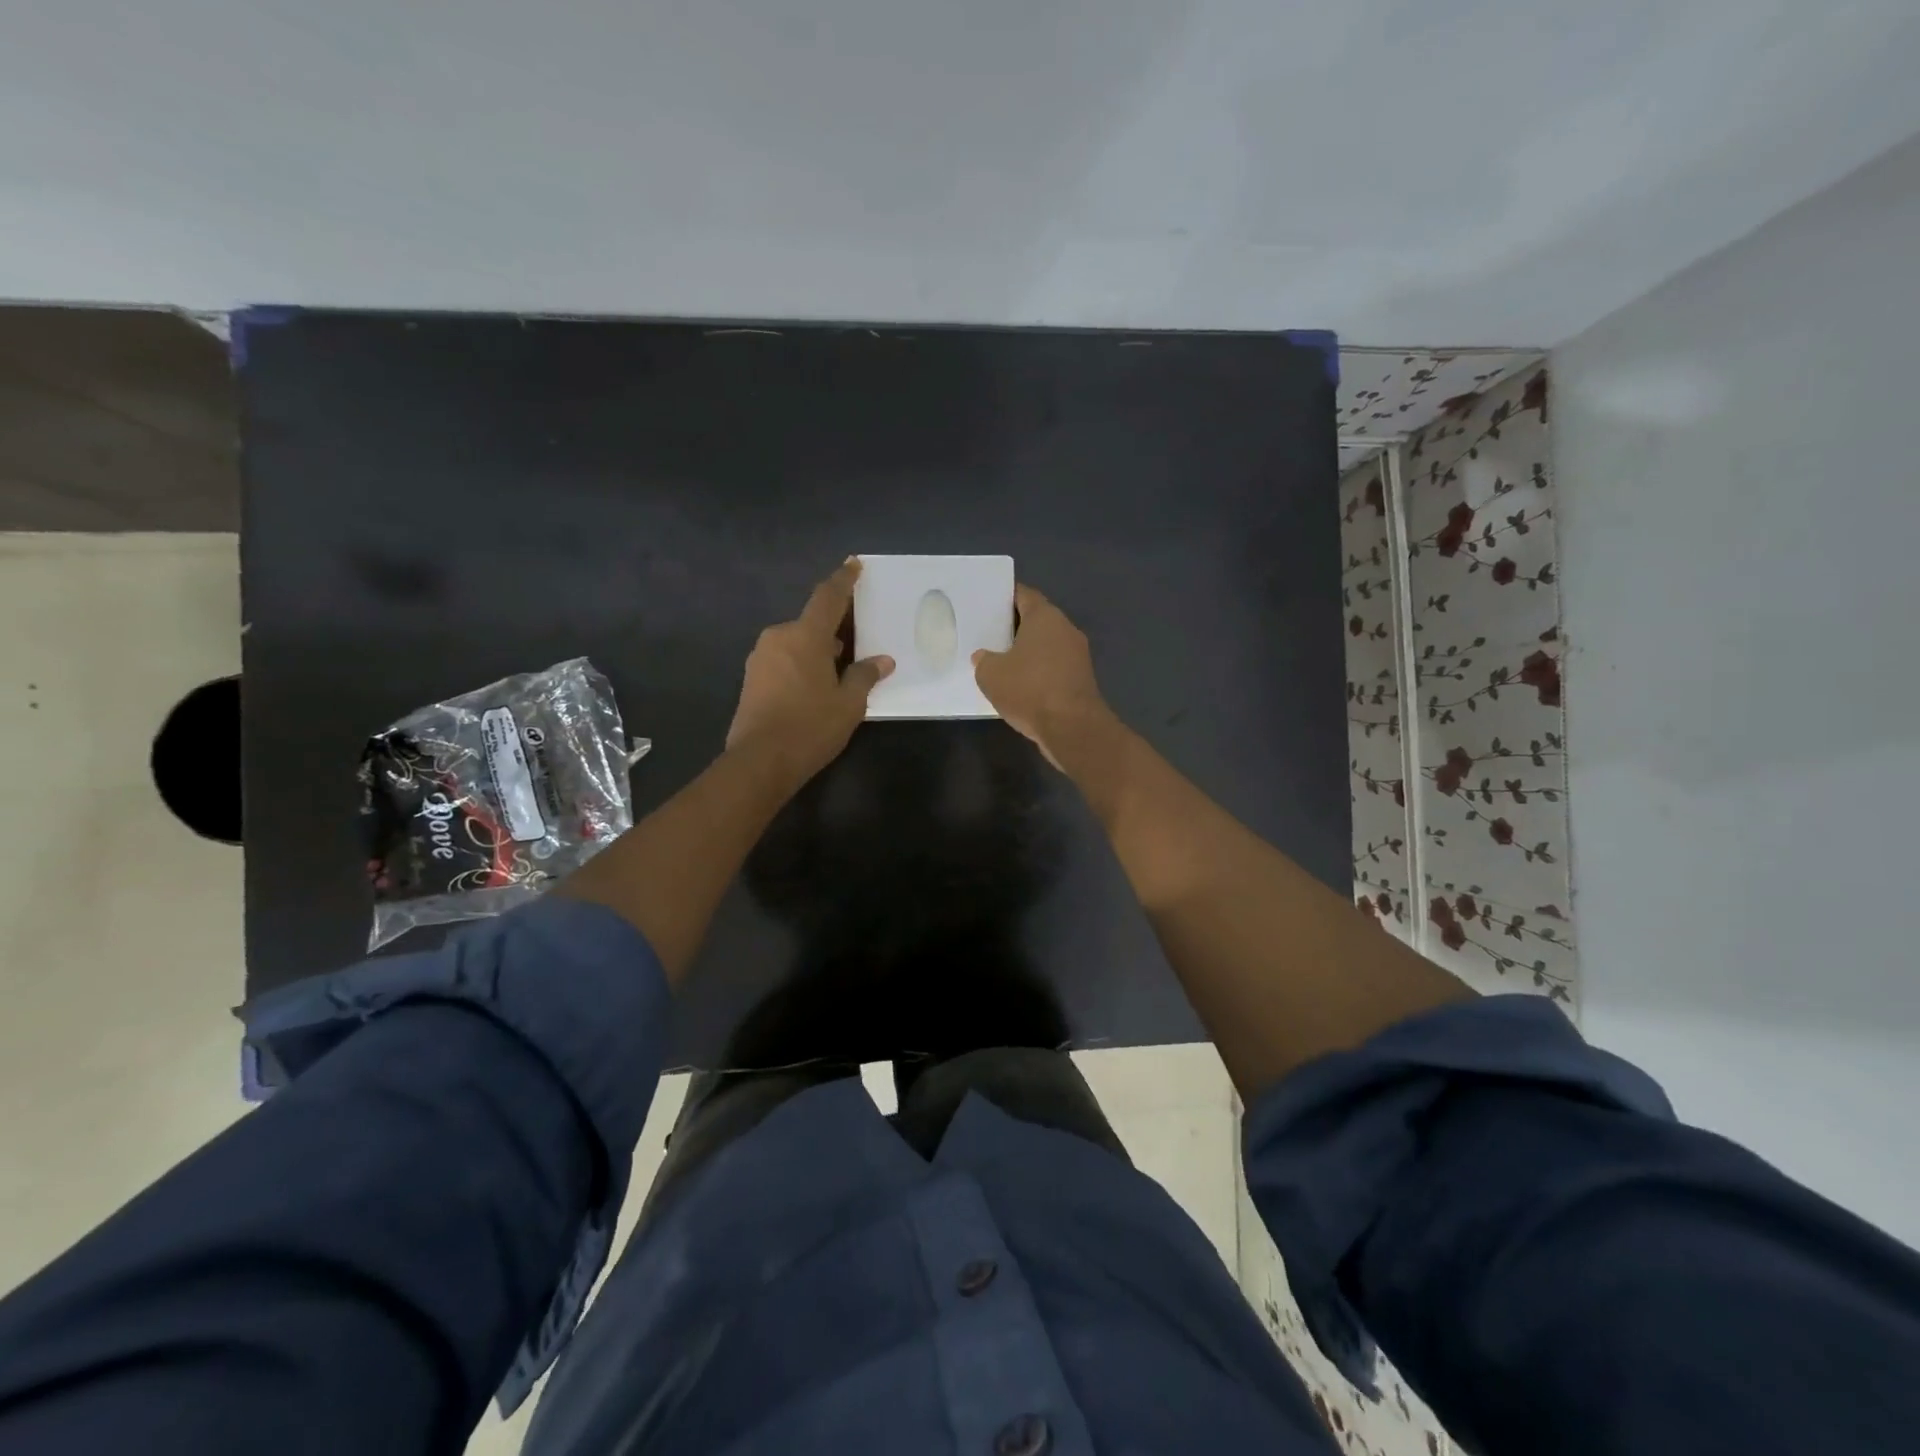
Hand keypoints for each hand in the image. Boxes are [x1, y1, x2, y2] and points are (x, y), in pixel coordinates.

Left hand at [727, 560, 893, 787]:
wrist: (760, 761)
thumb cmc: (811, 727)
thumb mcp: (849, 703)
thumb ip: (865, 676)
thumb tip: (882, 661)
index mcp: (805, 636)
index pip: (828, 597)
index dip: (843, 580)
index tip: (854, 564)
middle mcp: (779, 637)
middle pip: (812, 623)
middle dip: (834, 629)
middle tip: (857, 641)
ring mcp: (761, 658)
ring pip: (796, 643)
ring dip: (817, 650)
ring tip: (839, 670)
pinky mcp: (752, 678)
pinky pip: (784, 660)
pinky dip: (801, 664)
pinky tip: (815, 686)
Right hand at [972, 584, 1112, 767]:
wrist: (1071, 727)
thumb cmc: (1029, 689)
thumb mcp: (991, 674)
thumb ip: (984, 660)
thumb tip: (984, 657)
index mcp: (1045, 617)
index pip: (1024, 595)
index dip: (1005, 597)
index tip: (987, 603)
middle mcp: (1066, 629)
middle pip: (1037, 620)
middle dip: (1014, 626)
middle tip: (988, 633)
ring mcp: (1077, 655)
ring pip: (1046, 645)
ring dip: (1027, 652)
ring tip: (1000, 661)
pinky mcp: (1081, 679)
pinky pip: (1054, 667)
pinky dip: (1038, 672)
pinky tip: (1020, 685)